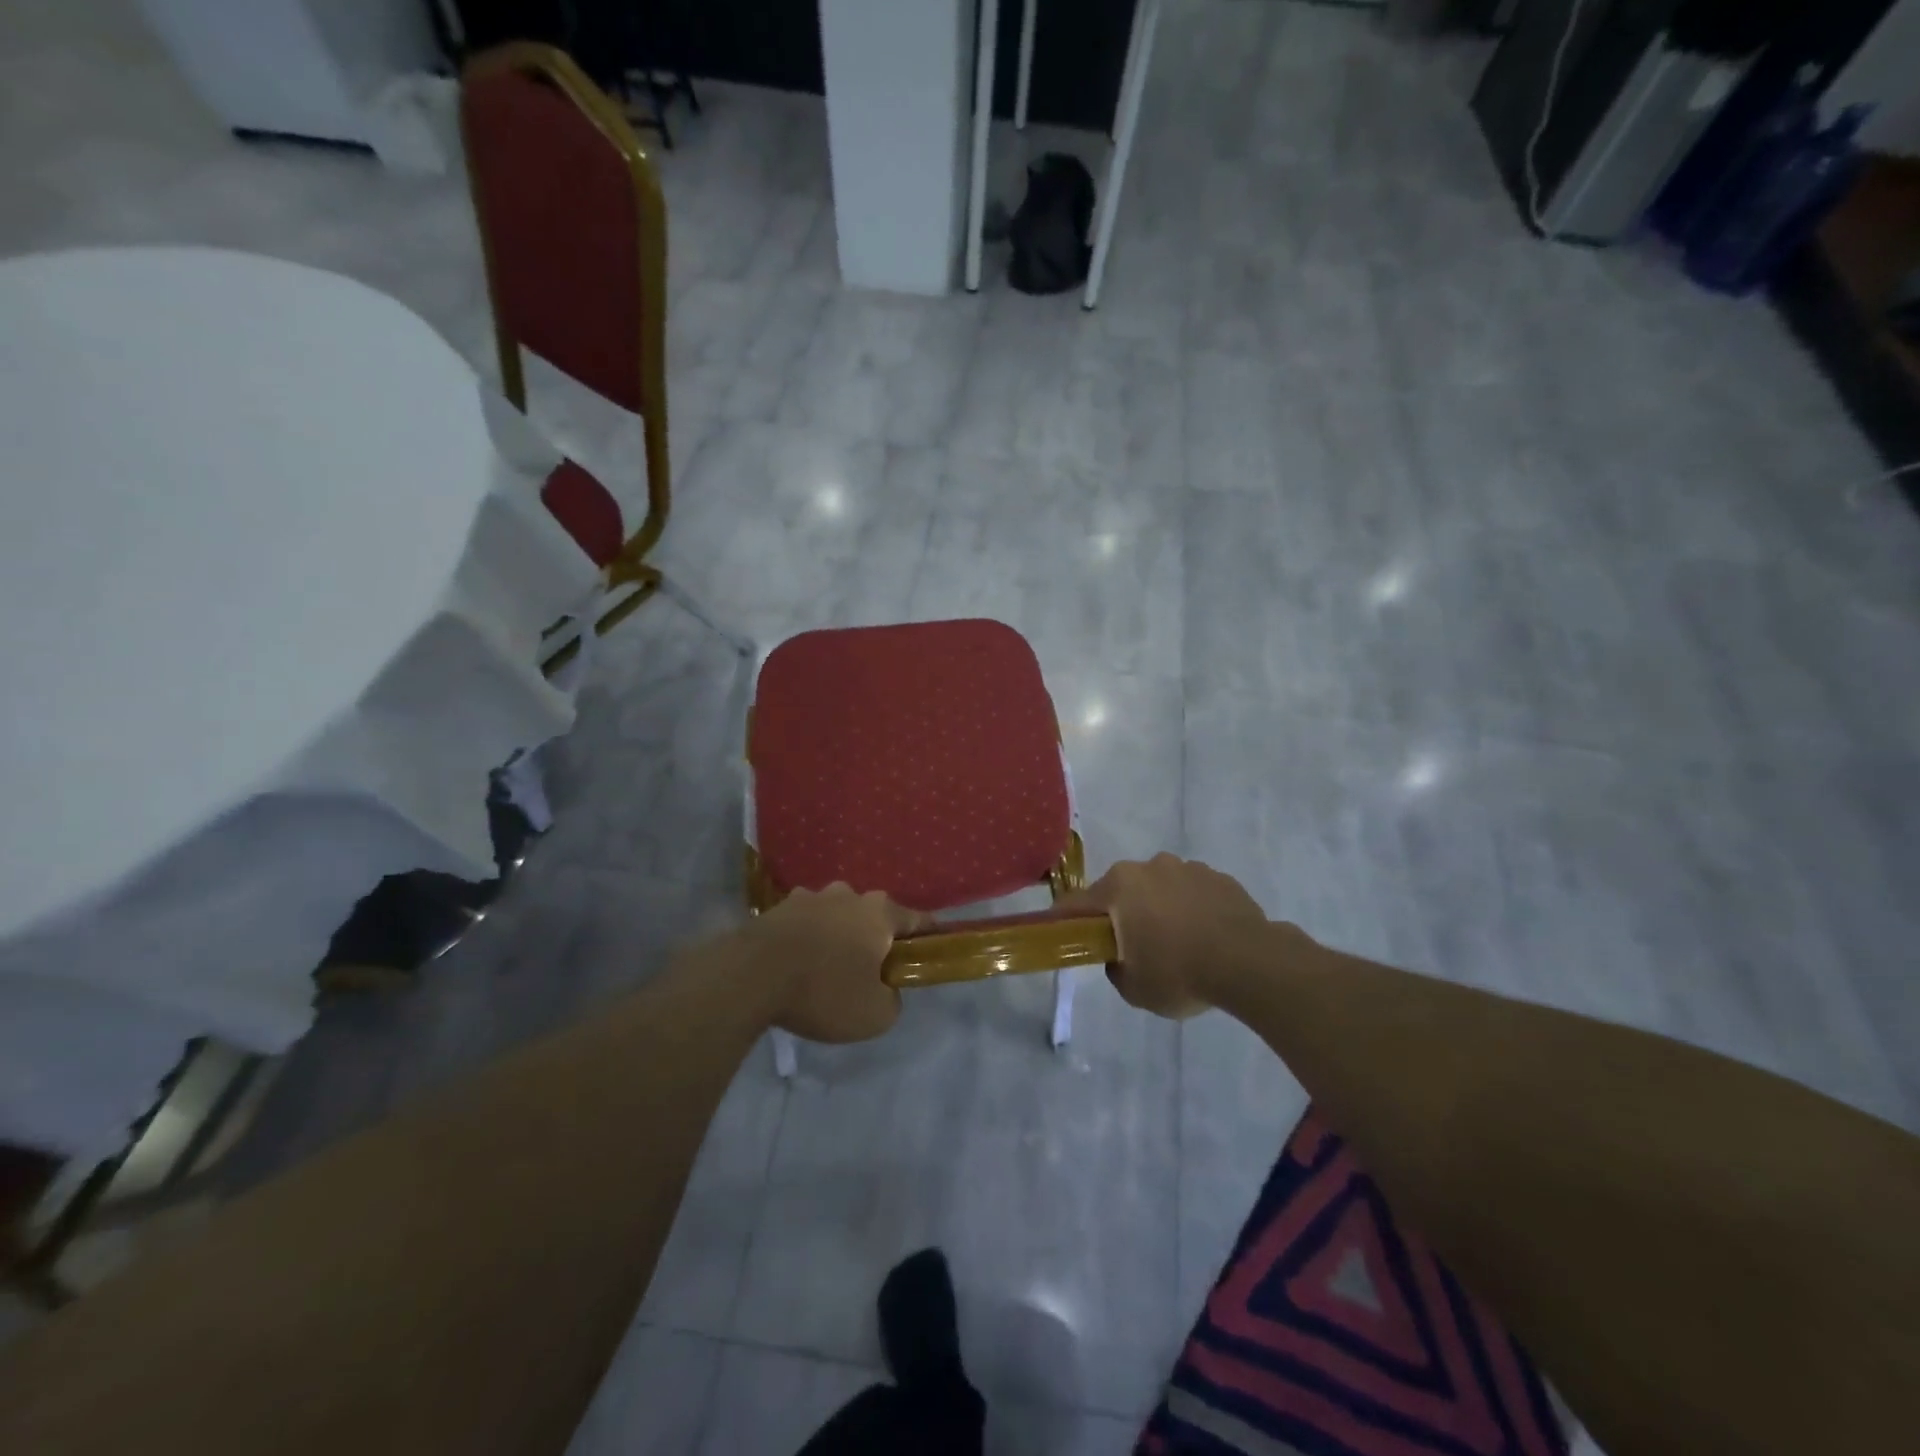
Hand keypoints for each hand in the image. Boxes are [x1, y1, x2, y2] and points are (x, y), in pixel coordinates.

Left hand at [736, 884, 926, 1042]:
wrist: (751, 975)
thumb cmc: (824, 991)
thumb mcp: (875, 1015)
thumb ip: (893, 1000)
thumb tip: (886, 989)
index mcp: (880, 913)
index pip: (918, 919)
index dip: (929, 936)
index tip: (931, 951)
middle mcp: (849, 895)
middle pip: (874, 915)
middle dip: (876, 938)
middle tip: (871, 970)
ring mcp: (811, 897)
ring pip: (837, 916)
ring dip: (839, 936)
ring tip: (828, 968)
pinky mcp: (779, 907)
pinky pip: (805, 923)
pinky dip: (808, 939)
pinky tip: (798, 964)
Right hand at [1059, 854, 1272, 1018]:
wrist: (1249, 963)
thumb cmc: (1179, 973)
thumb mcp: (1134, 989)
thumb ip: (1116, 969)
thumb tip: (1121, 958)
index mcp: (1119, 887)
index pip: (1076, 903)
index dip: (1066, 921)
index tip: (1066, 936)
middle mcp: (1149, 867)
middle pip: (1122, 891)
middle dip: (1123, 914)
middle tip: (1135, 948)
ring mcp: (1187, 868)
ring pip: (1160, 888)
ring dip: (1161, 909)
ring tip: (1180, 944)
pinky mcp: (1219, 877)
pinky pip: (1193, 892)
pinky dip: (1193, 909)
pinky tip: (1207, 938)